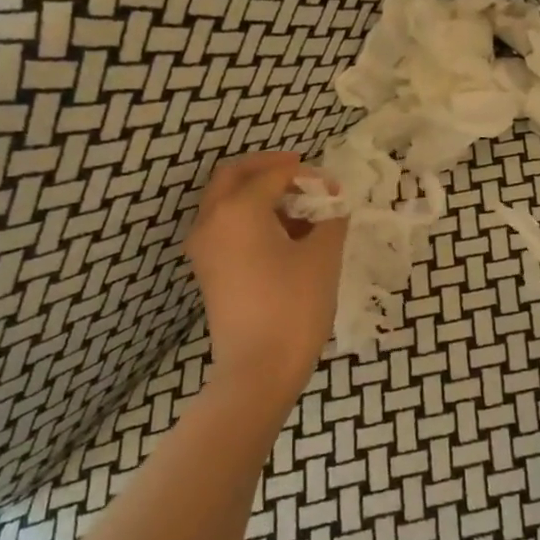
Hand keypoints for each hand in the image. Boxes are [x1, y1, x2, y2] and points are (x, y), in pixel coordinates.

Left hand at [185, 151, 347, 393]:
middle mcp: (211, 221)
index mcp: (237, 210)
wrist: (258, 369)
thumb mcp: (322, 257)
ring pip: (226, 202)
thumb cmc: (293, 307)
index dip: (307, 175)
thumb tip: (332, 208)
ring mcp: (204, 248)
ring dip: (258, 194)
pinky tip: (283, 235)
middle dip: (268, 169)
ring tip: (298, 208)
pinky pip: (225, 227)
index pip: (273, 175)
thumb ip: (330, 221)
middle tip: (301, 174)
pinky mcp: (208, 271)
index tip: (335, 189)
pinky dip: (249, 218)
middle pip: (234, 176)